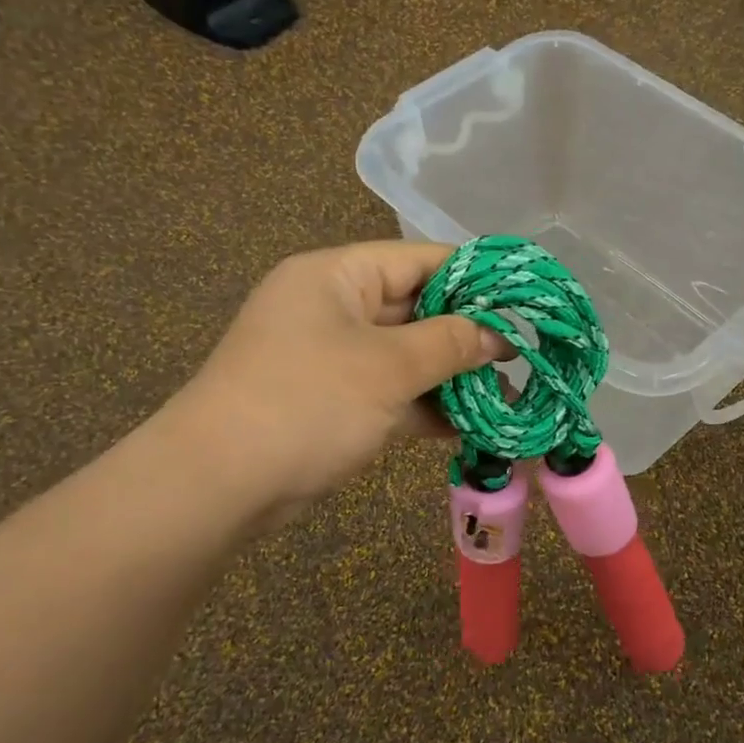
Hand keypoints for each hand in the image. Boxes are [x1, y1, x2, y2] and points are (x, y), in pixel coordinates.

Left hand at [172, 241, 508, 523]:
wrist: (220, 483)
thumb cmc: (308, 402)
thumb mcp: (389, 367)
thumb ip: (450, 344)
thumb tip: (498, 337)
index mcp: (337, 276)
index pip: (420, 259)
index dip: (475, 276)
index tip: (523, 298)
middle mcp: (332, 307)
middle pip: (415, 308)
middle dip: (467, 334)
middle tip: (522, 353)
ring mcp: (330, 357)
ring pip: (405, 355)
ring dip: (450, 376)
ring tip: (506, 393)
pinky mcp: (330, 401)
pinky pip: (389, 392)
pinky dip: (424, 406)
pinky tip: (468, 426)